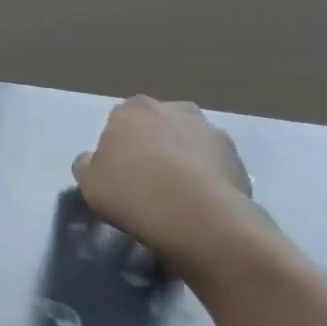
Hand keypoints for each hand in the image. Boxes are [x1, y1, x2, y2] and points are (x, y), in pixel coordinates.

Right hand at [72, 97, 264, 270]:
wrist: (196, 216)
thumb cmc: (130, 191)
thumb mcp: (87, 181)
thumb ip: (87, 164)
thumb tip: (93, 160)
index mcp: (133, 109)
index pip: (121, 119)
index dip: (119, 144)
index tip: (117, 169)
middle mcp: (174, 109)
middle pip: (159, 125)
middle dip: (154, 144)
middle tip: (146, 178)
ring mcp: (212, 132)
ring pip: (190, 143)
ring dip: (183, 159)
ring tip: (175, 194)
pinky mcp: (239, 159)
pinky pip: (214, 165)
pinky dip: (206, 178)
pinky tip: (197, 204)